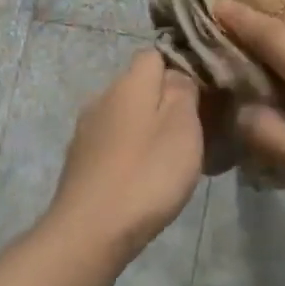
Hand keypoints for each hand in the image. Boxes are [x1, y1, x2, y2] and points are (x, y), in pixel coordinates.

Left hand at [48, 51, 203, 254]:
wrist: (91, 231)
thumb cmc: (146, 174)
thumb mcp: (182, 126)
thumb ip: (183, 90)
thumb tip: (177, 74)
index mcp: (128, 83)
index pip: (155, 54)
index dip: (181, 68)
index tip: (204, 94)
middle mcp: (102, 97)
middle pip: (140, 86)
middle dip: (167, 101)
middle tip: (196, 131)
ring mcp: (87, 130)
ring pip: (127, 116)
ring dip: (149, 129)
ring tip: (173, 159)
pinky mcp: (80, 160)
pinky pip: (115, 143)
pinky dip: (132, 152)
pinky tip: (145, 178)